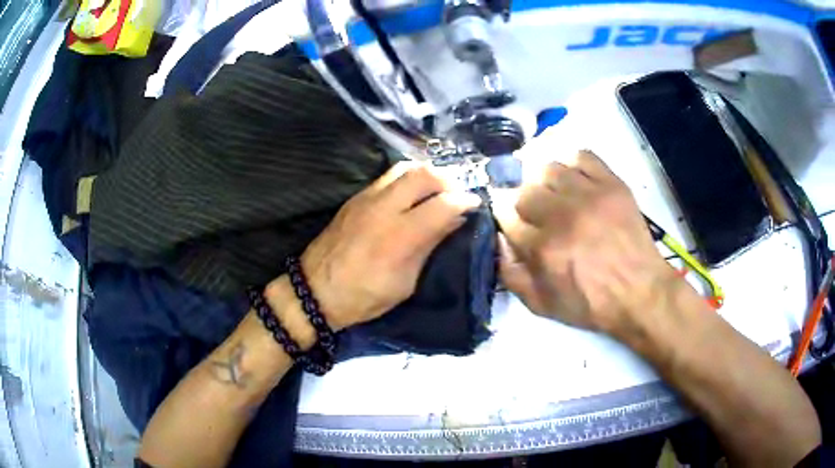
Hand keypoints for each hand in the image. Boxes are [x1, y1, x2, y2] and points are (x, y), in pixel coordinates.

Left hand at [298, 163, 481, 330]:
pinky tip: (412, 196)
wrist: (315, 290)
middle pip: (425, 174)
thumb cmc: (364, 296)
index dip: (465, 201)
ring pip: (405, 168)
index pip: (443, 204)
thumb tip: (453, 221)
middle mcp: (384, 207)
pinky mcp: (356, 197)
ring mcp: (367, 198)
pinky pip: (388, 176)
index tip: (475, 206)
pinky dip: (408, 179)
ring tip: (436, 192)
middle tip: (456, 195)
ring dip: (427, 175)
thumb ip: (429, 246)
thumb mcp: (405, 282)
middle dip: (448, 180)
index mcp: (400, 236)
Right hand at [494, 150, 676, 333]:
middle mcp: (561, 216)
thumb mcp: (541, 305)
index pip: (505, 215)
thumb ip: (511, 275)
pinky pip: (582, 156)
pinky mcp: (611, 184)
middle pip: (524, 190)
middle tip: (538, 214)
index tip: (514, 222)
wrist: (639, 292)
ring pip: (549, 168)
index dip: (506, 218)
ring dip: (547, 182)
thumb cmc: (590, 303)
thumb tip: (498, 240)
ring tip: (557, 196)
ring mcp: (588, 196)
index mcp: (542, 248)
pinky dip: (574, 165)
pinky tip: (577, 182)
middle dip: (524, 202)